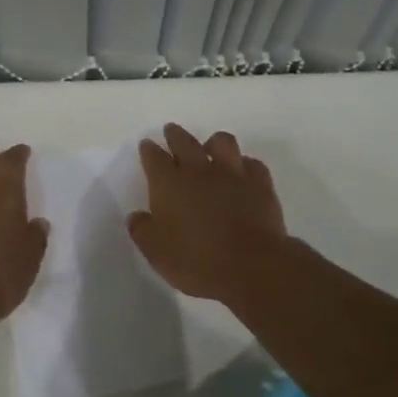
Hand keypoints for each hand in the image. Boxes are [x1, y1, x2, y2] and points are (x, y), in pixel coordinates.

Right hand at [127, 124, 289, 303]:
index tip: (147, 145)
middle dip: (175, 135)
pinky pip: (252, 163)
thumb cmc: (196, 261)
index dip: (149, 150)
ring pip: (222, 142)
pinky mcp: (260, 184)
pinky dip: (244, 165)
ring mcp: (232, 174)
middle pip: (184, 141)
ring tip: (210, 148)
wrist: (251, 265)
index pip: (154, 158)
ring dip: (213, 143)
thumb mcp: (156, 253)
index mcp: (169, 184)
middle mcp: (199, 170)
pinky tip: (242, 173)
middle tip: (171, 131)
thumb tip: (136, 217)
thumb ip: (142, 230)